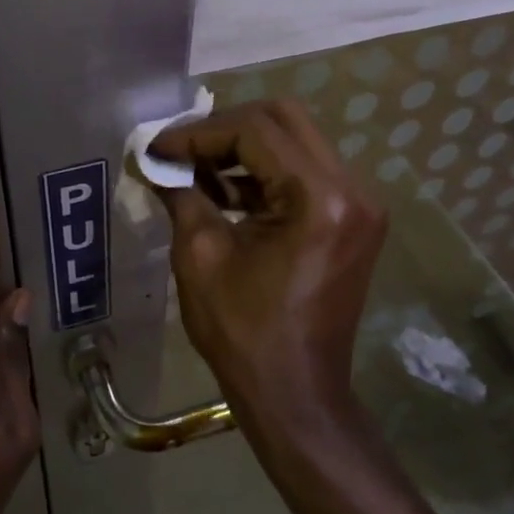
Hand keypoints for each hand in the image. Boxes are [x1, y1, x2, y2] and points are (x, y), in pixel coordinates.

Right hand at [149, 100, 386, 432]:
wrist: (296, 394)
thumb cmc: (244, 333)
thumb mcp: (200, 256)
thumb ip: (181, 194)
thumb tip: (154, 160)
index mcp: (319, 198)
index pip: (254, 131)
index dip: (198, 133)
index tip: (157, 148)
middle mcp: (351, 188)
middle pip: (283, 120)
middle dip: (224, 128)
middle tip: (180, 149)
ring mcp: (359, 203)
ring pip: (296, 141)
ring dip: (243, 147)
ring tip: (194, 167)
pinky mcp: (352, 218)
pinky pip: (305, 171)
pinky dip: (264, 171)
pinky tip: (223, 188)